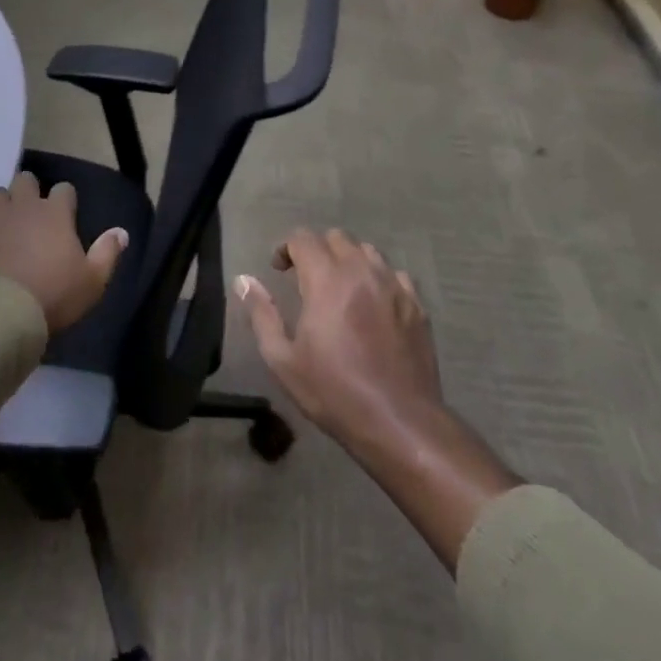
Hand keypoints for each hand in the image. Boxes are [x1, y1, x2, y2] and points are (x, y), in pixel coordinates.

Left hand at [0, 171, 127, 332]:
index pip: (64, 189)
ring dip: (0, 204)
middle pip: (25, 180)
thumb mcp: (93, 280)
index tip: (66, 214)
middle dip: (28, 190)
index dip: (65, 199)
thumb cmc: (54, 296)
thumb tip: (122, 231)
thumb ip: (108, 252)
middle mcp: (24, 207)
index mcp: (56, 214)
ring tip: (3, 221)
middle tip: (31, 211)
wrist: (5, 314)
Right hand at [233, 228, 443, 455]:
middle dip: (317, 250)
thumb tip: (244, 280)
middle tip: (307, 278)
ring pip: (367, 251)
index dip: (286, 248)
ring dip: (348, 260)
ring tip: (341, 288)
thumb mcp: (283, 360)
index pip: (303, 238)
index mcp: (326, 279)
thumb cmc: (335, 392)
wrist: (400, 423)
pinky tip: (374, 304)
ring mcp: (393, 286)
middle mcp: (361, 271)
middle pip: (336, 237)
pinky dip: (378, 279)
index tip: (278, 270)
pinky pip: (394, 274)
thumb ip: (261, 314)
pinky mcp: (417, 305)